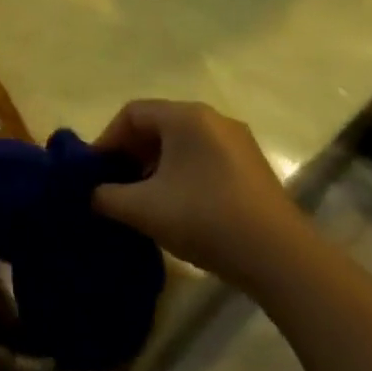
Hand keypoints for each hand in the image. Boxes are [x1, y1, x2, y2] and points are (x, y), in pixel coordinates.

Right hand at [91, 100, 308, 287]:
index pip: (132, 113)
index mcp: (186, 117)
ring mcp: (238, 143)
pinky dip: (180, 174)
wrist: (279, 257)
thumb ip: (106, 196)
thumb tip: (92, 194)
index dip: (107, 140)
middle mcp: (214, 119)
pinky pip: (203, 158)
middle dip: (130, 154)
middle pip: (157, 125)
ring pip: (181, 144)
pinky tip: (176, 207)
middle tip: (114, 185)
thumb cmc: (203, 218)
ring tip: (142, 200)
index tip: (96, 172)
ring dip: (154, 166)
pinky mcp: (252, 168)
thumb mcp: (142, 209)